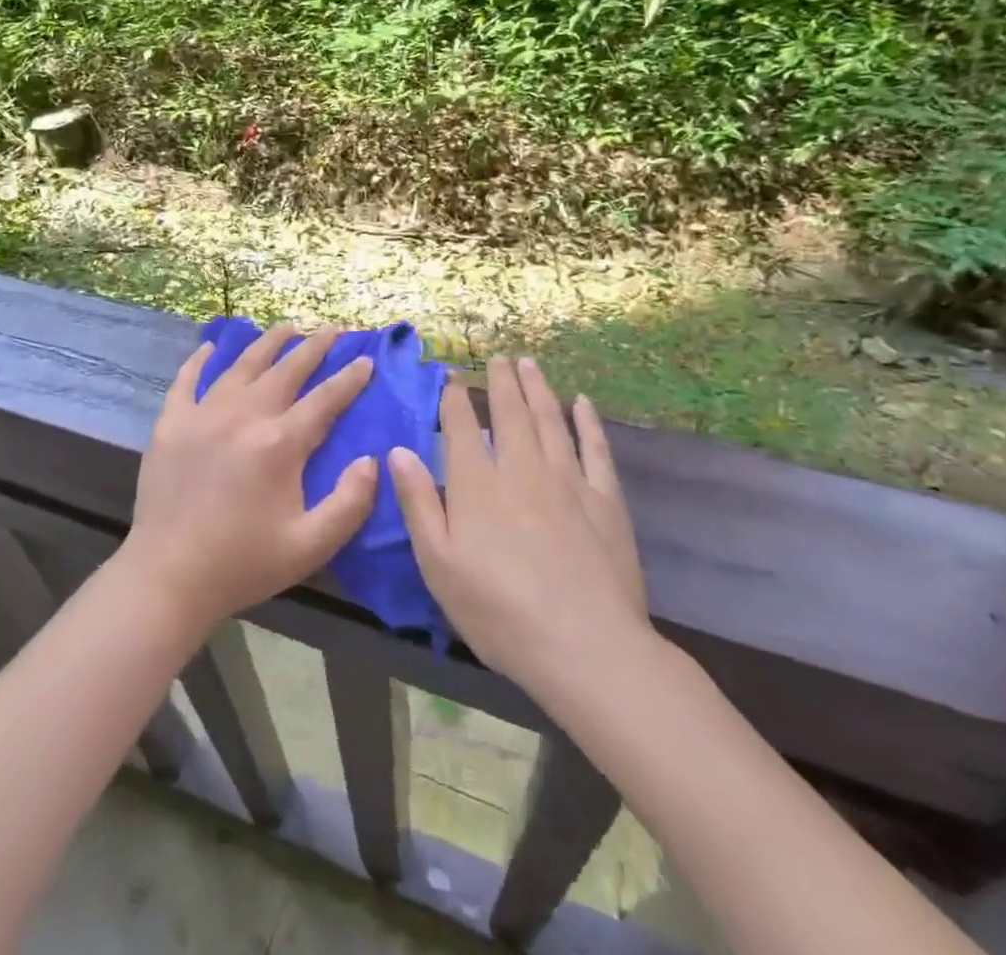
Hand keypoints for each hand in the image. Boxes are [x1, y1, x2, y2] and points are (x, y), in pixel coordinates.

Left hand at [121, 325, 379, 631]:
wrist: (168, 576)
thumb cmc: (243, 563)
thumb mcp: (311, 545)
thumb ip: (350, 502)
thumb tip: (372, 460)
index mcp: (279, 443)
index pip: (325, 399)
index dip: (350, 378)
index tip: (366, 360)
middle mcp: (243, 415)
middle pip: (286, 370)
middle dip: (314, 347)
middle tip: (333, 330)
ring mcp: (203, 414)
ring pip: (242, 365)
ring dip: (268, 343)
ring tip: (287, 327)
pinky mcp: (171, 423)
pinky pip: (187, 380)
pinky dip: (201, 360)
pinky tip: (212, 347)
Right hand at [389, 357, 650, 693]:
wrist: (587, 648)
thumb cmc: (499, 612)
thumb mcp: (438, 564)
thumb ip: (418, 503)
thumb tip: (398, 451)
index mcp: (477, 484)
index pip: (462, 426)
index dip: (455, 399)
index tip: (453, 378)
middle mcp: (522, 469)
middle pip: (510, 413)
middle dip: (501, 381)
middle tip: (498, 357)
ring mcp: (568, 482)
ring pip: (550, 421)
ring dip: (538, 388)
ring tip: (530, 364)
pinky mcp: (606, 501)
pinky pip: (596, 449)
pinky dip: (588, 423)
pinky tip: (583, 403)